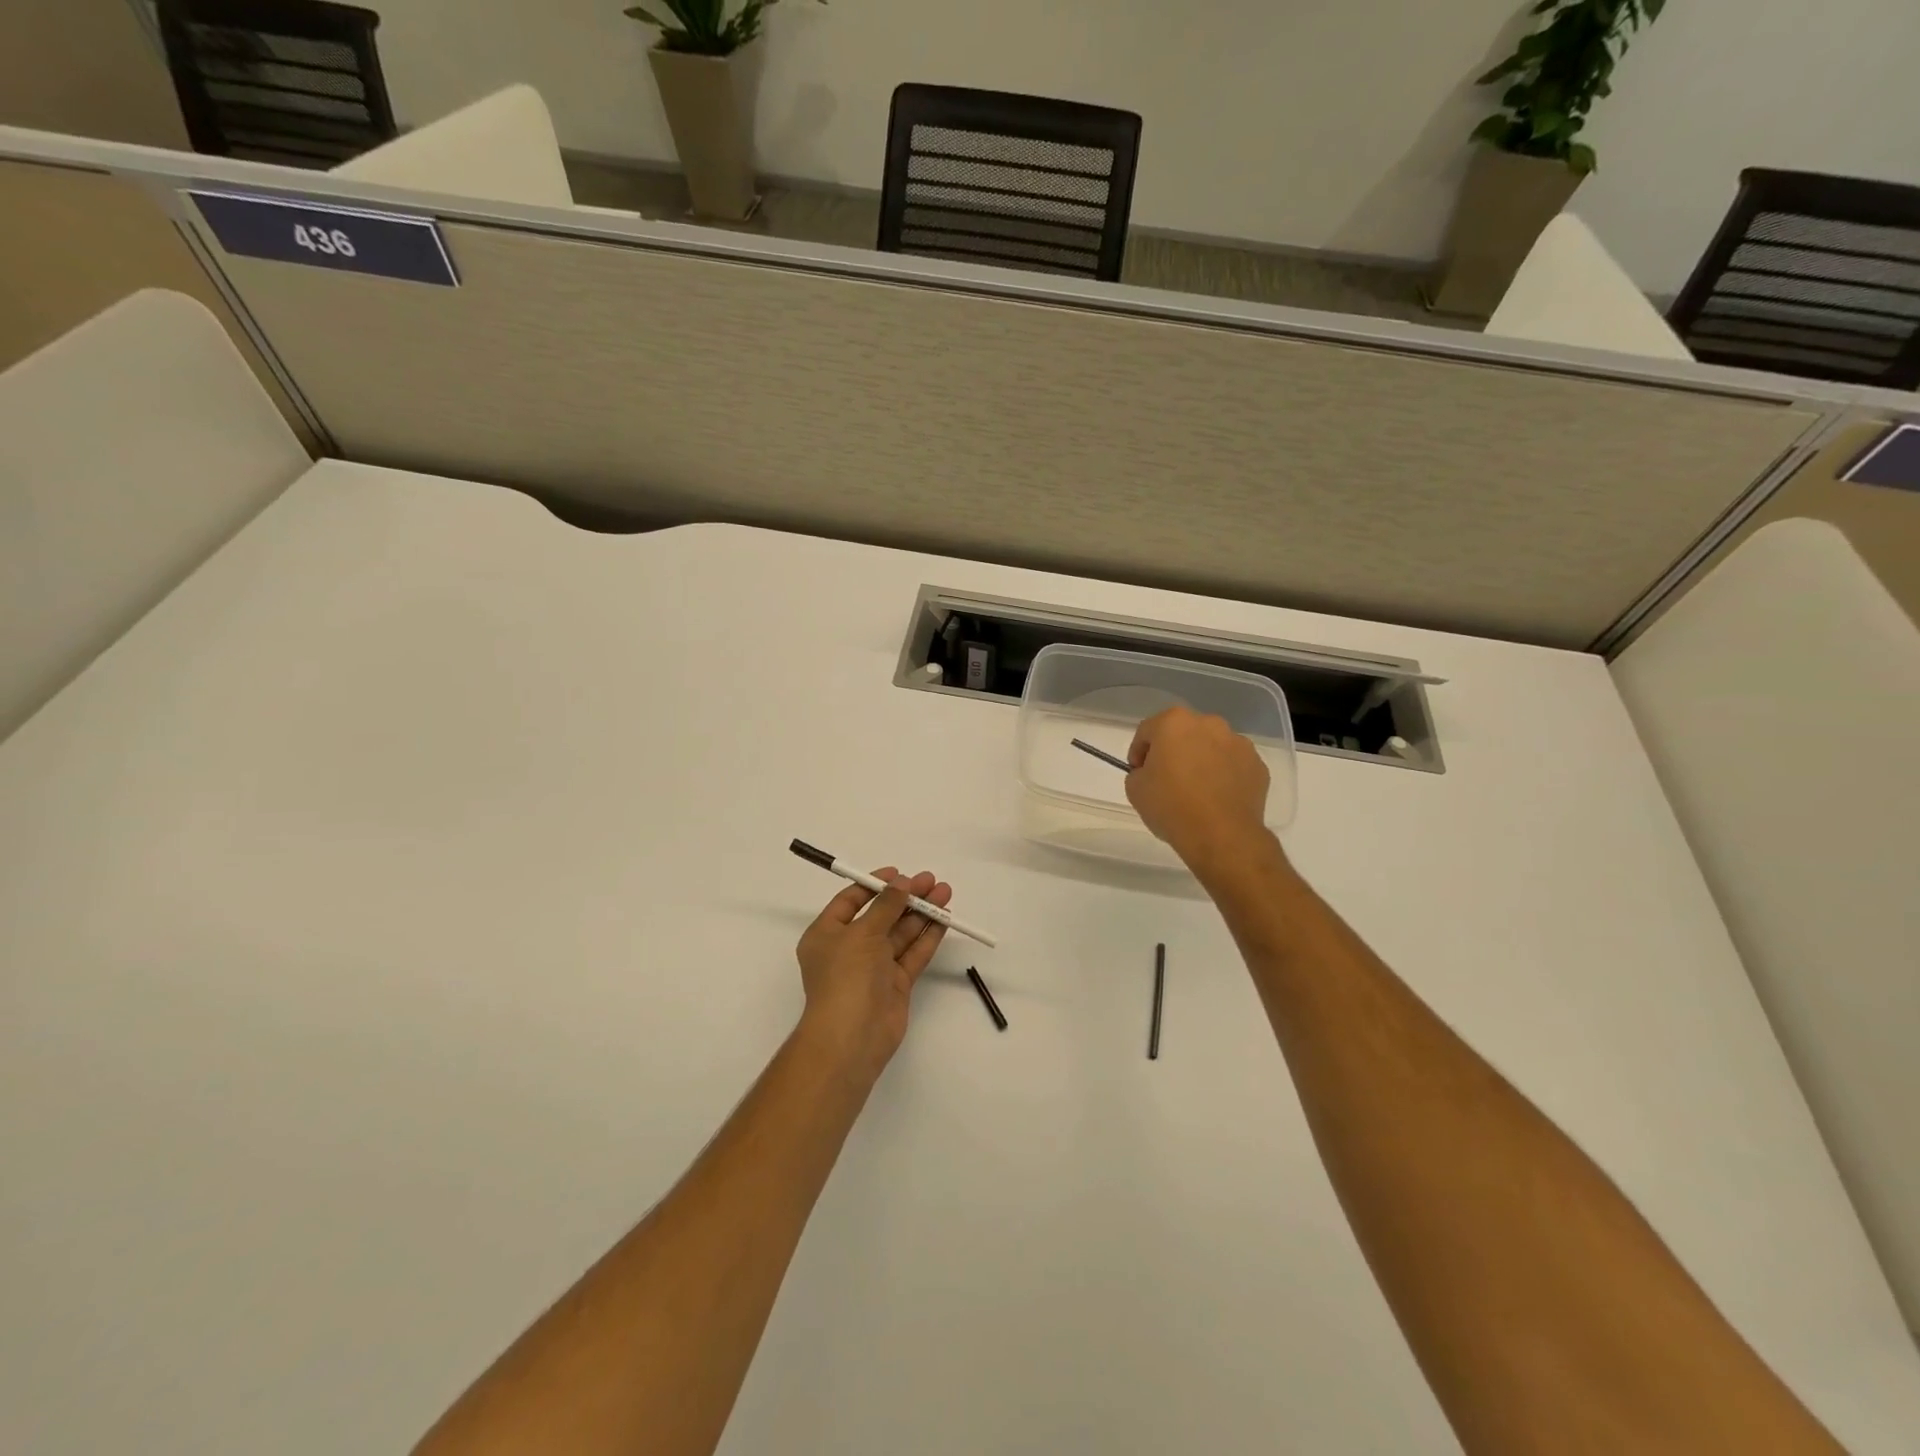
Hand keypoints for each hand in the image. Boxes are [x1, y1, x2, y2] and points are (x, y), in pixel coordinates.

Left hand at [795, 868, 950, 1083]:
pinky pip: (912, 954)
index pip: (851, 901)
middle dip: (906, 898)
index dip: (874, 885)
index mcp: (827, 934)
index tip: (899, 874)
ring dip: (921, 914)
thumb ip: (885, 905)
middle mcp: (849, 949)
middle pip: (881, 915)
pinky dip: (927, 937)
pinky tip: (944, 920)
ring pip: (900, 934)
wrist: (852, 1036)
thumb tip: (902, 883)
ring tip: (944, 893)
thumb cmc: (846, 977)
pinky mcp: (895, 984)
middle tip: (931, 881)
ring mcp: (874, 968)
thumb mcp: (862, 933)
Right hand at [1125, 706, 1274, 877]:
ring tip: (1195, 791)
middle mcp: (1209, 724)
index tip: (1138, 773)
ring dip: (1201, 761)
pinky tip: (1216, 799)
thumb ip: (1139, 771)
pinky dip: (1224, 776)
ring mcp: (1239, 743)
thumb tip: (1152, 772)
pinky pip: (1233, 766)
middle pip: (1183, 733)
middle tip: (1166, 780)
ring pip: (1211, 747)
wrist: (1221, 836)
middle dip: (1173, 751)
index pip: (1147, 731)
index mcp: (1174, 722)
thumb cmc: (1171, 806)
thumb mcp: (1135, 788)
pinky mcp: (1258, 766)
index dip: (1138, 753)